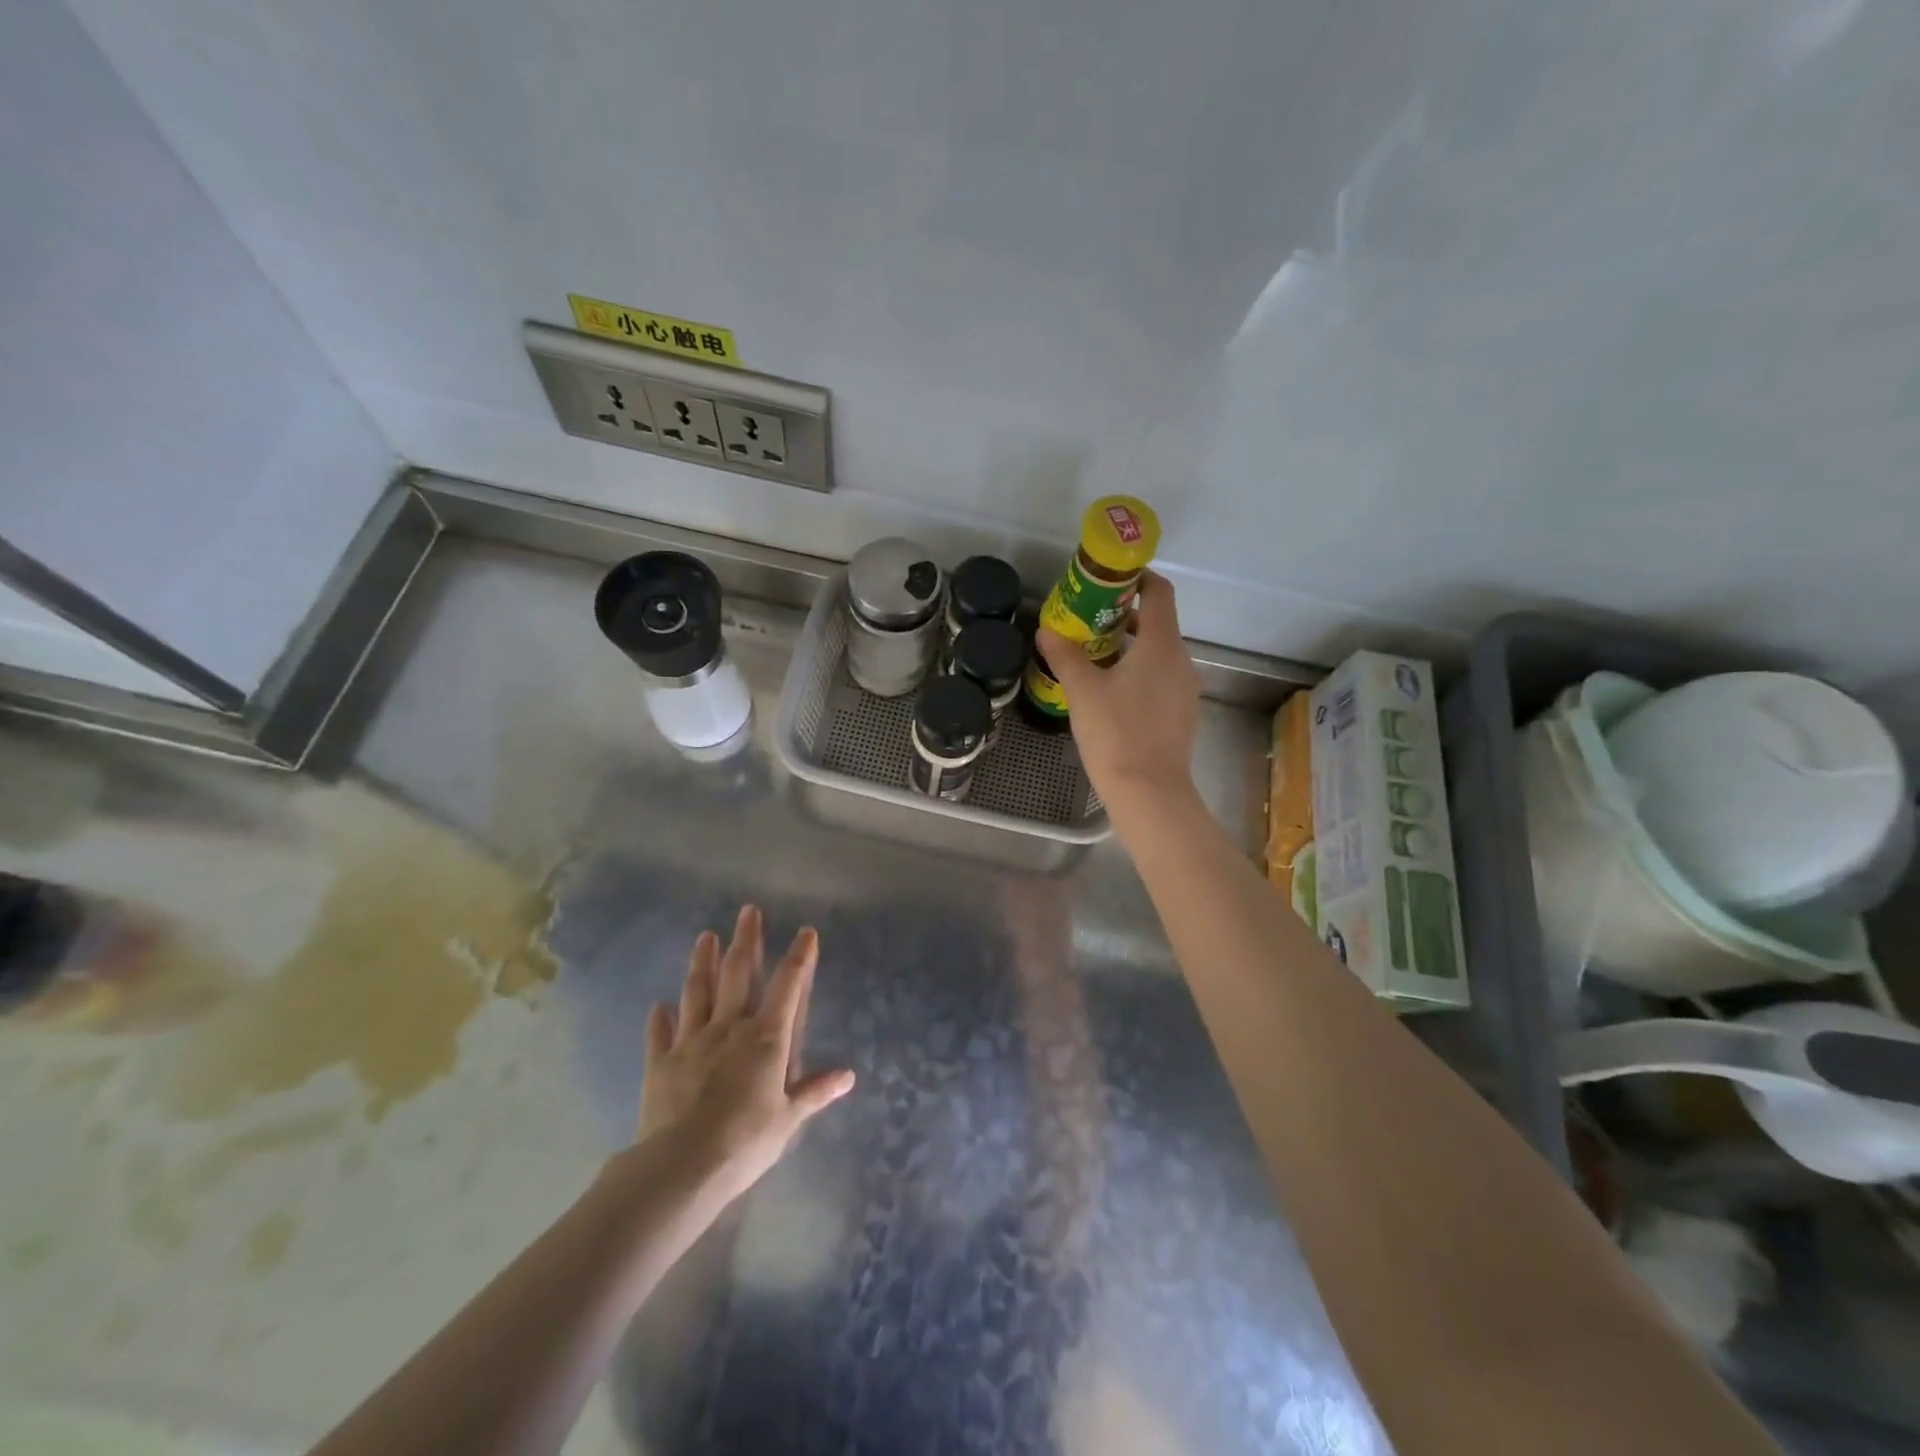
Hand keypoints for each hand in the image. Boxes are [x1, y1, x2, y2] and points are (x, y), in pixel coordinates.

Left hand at [637, 906, 854, 1200]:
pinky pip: (660, 1033)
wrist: (682, 1166)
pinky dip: (660, 1018)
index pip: (788, 986)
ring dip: (703, 962)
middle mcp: (729, 1028)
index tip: (806, 931)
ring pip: (698, 991)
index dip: (799, 957)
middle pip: (739, 973)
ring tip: (706, 937)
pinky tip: (659, 1004)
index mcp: (766, 1037)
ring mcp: (691, 1041)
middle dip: (746, 940)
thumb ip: (815, 1092)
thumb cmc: (746, 1141)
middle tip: (748, 911)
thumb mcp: (789, 1119)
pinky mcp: (661, 1063)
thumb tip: (848, 1076)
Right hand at [1037, 570, 1201, 810]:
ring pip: (1160, 653)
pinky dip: (1140, 672)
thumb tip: (1047, 631)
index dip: (1137, 578)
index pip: (1159, 592)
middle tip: (1088, 620)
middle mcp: (1181, 660)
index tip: (1109, 580)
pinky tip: (1113, 692)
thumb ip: (1065, 656)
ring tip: (1095, 657)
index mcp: (1161, 644)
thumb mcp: (1082, 690)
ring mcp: (1186, 689)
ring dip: (1131, 647)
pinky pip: (1162, 679)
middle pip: (1159, 622)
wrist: (1149, 792)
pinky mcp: (1183, 714)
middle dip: (1125, 615)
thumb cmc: (1115, 733)